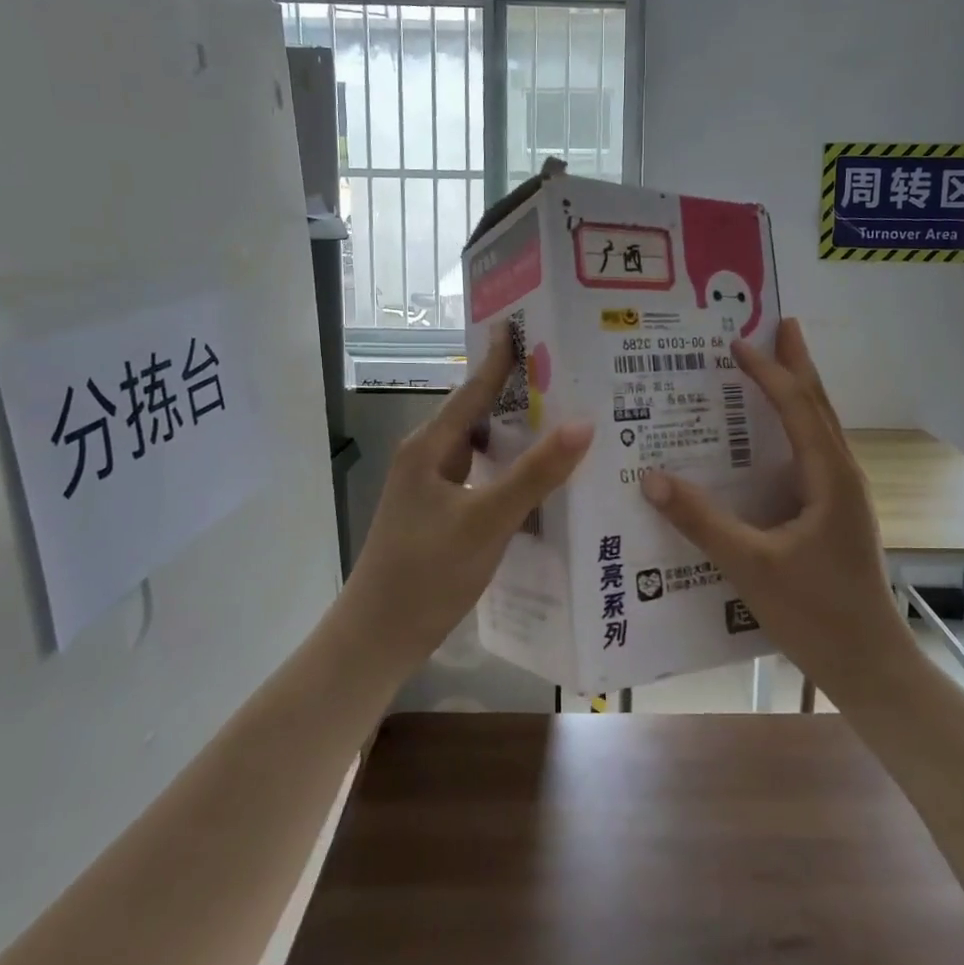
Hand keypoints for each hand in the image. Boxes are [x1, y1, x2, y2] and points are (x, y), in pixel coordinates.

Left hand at [348, 329, 593, 664]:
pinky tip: (542, 482)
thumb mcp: (486, 520)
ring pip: (483, 448)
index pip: (474, 389)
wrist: (379, 636)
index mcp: (430, 446)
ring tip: (566, 423)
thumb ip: (535, 474)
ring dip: (518, 435)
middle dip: (520, 394)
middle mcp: (429, 457)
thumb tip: (584, 424)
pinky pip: (483, 477)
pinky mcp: (442, 513)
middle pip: (480, 414)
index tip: (533, 328)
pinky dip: (512, 471)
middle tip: (570, 378)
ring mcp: (433, 487)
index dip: (503, 359)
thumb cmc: (427, 572)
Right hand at [639, 319, 910, 697]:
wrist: (870, 664)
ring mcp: (844, 496)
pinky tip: (774, 440)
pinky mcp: (837, 515)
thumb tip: (651, 479)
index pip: (797, 407)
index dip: (768, 371)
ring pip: (821, 429)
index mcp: (830, 477)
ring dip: (800, 393)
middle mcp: (843, 475)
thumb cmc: (816, 613)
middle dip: (798, 364)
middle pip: (820, 406)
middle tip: (780, 325)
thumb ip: (702, 521)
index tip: (737, 342)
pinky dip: (795, 428)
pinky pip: (814, 455)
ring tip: (777, 365)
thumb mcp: (751, 565)